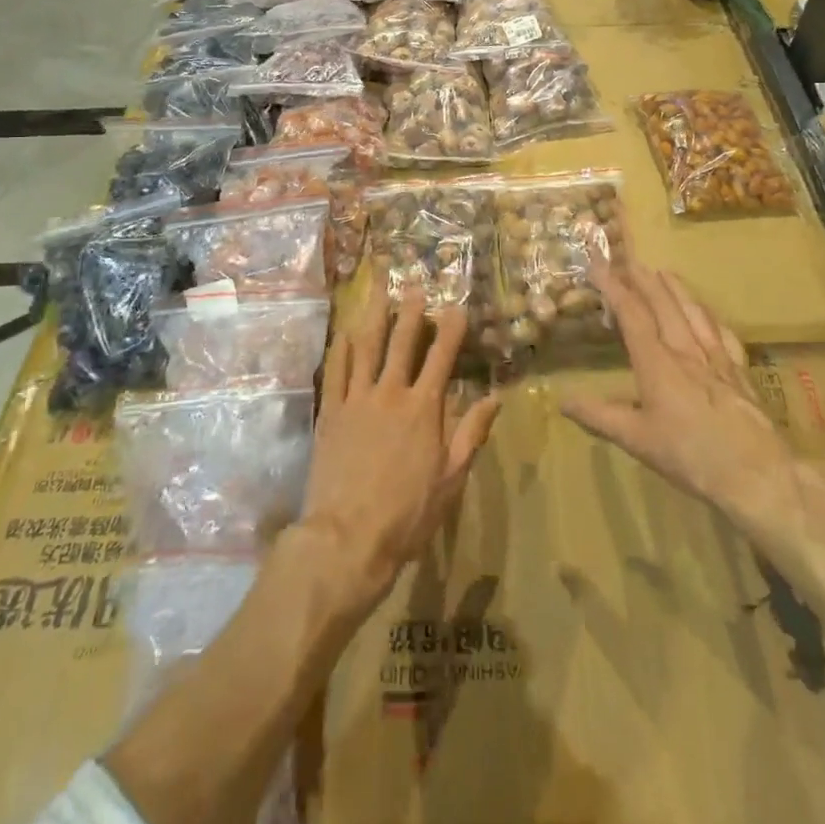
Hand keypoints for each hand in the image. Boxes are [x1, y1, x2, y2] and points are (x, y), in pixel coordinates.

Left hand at [299, 276, 503, 615]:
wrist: (348, 538)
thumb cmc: (408, 513)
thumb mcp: (452, 479)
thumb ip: (471, 434)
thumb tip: (494, 398)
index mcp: (424, 408)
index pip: (442, 358)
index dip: (451, 330)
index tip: (457, 306)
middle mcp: (390, 393)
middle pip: (402, 342)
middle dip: (411, 311)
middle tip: (414, 285)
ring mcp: (357, 399)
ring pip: (366, 346)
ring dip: (374, 315)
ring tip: (378, 289)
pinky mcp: (330, 413)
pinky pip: (335, 371)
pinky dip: (341, 349)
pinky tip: (343, 332)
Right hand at [561, 256, 824, 565]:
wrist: (756, 473)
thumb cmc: (689, 455)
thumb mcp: (636, 440)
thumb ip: (599, 416)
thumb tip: (562, 400)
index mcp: (657, 362)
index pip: (632, 314)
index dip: (614, 288)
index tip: (599, 265)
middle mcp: (686, 350)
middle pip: (664, 304)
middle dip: (644, 279)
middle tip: (630, 261)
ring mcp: (716, 358)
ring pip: (694, 312)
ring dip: (677, 289)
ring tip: (665, 271)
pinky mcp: (739, 372)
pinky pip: (723, 334)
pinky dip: (711, 317)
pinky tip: (709, 314)